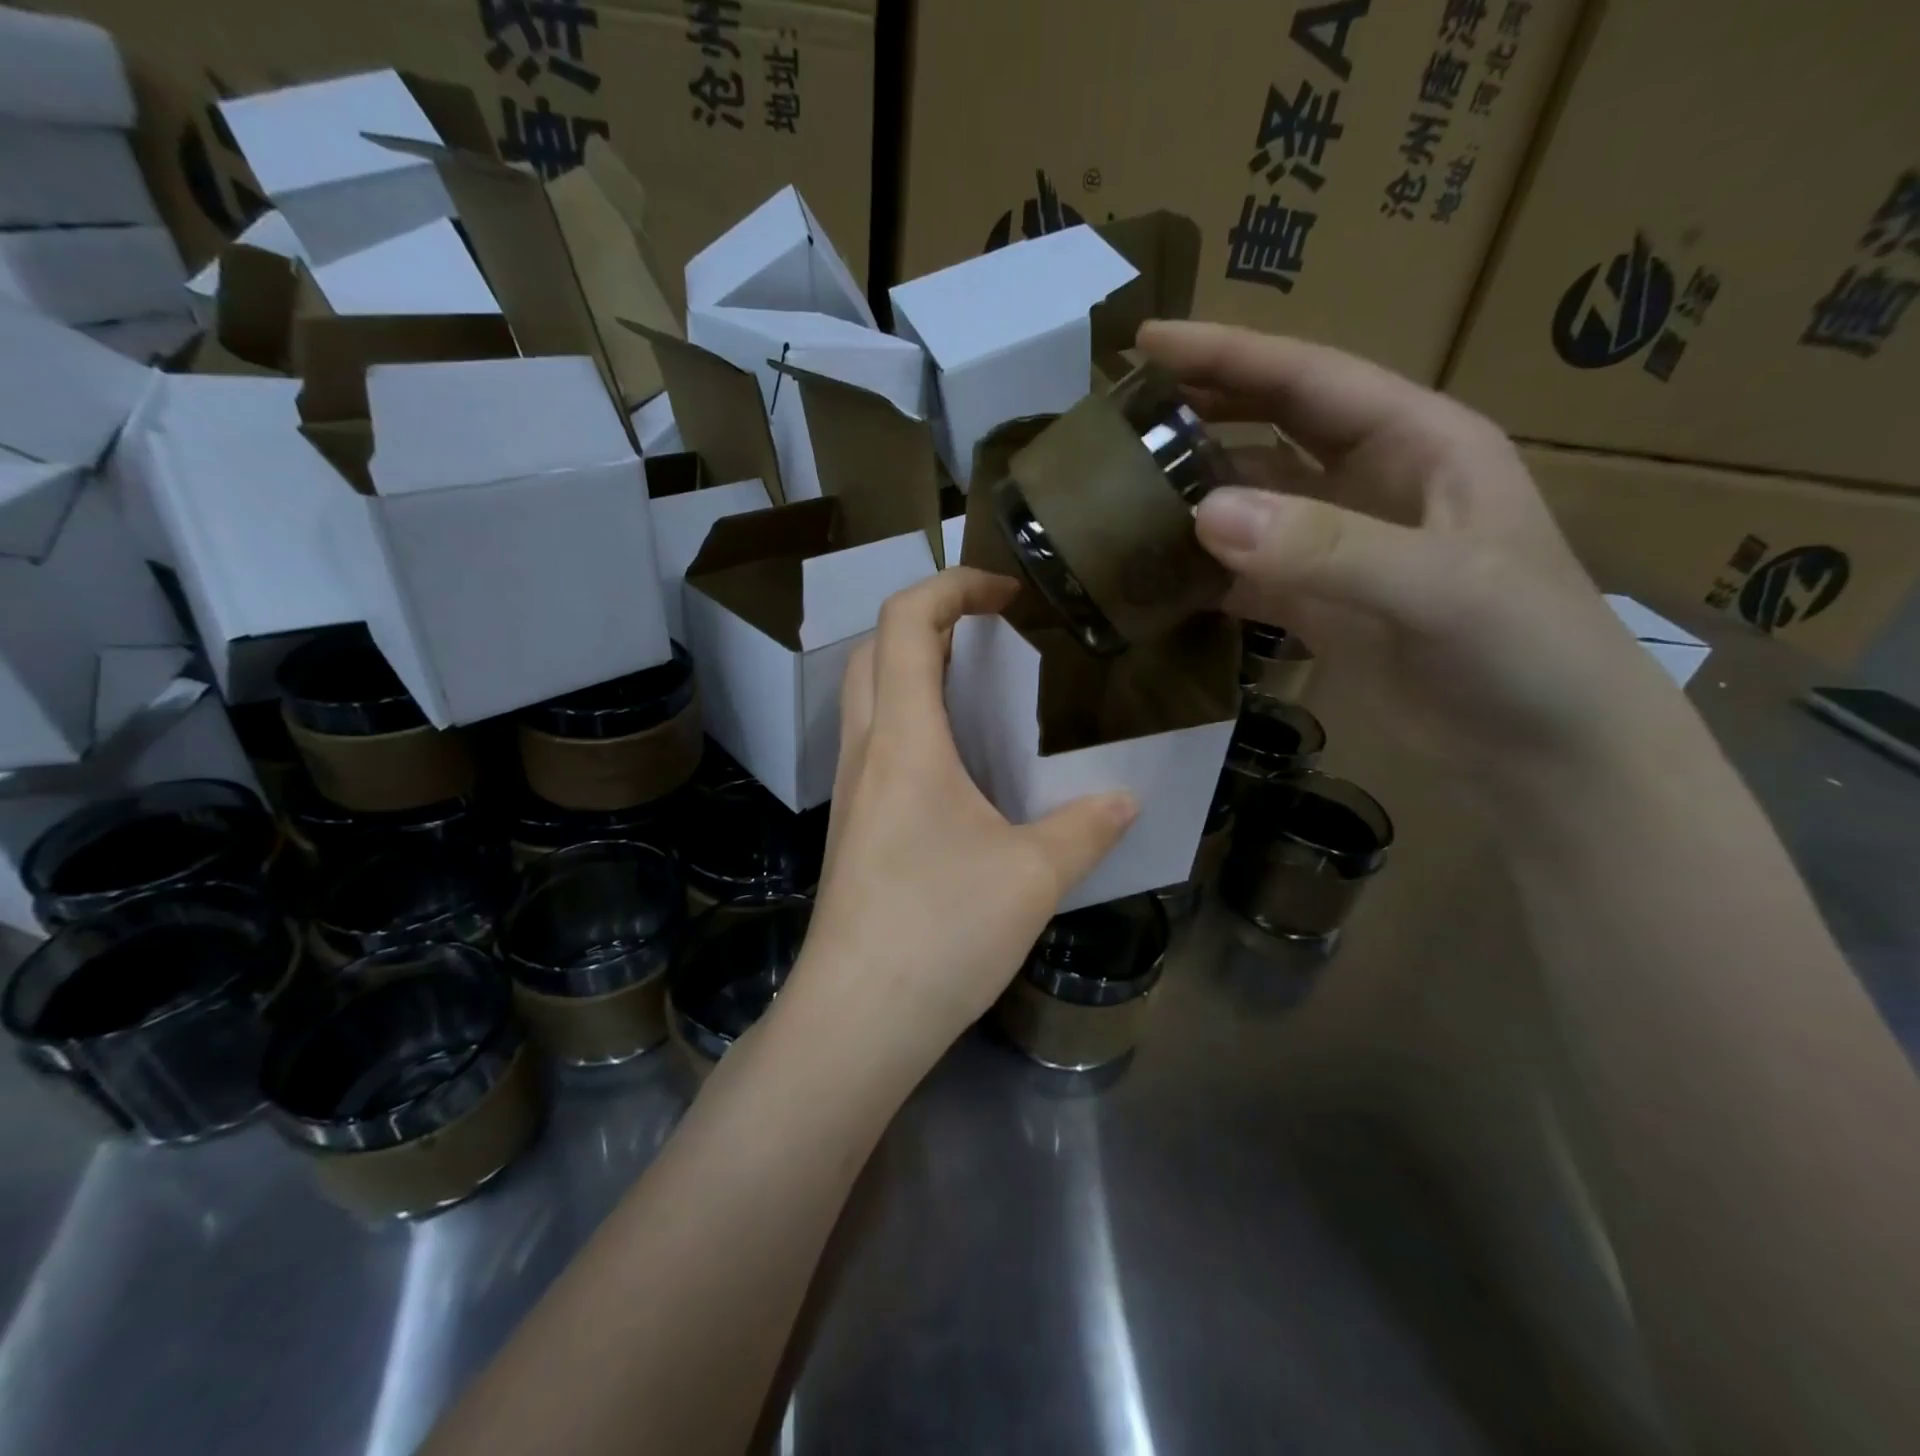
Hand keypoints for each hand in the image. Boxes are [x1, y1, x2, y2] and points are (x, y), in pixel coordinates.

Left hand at [789, 568, 1136, 1072]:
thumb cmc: (940, 931)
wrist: (857, 1018)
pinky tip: (960, 762)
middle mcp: (865, 750)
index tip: (1006, 593)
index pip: (905, 620)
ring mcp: (851, 789)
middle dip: (930, 619)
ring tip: (983, 686)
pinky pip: (875, 743)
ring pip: (868, 695)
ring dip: (916, 668)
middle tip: (993, 633)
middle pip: (875, 648)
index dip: (952, 585)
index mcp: (903, 738)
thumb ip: (1085, 828)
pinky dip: (912, 720)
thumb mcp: (1033, 876)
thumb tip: (1125, 800)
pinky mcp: (853, 826)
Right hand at [1138, 320, 1686, 781]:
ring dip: (1192, 495)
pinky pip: (1244, 573)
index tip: (1145, 341)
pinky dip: (1202, 571)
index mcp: (1418, 441)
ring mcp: (1340, 548)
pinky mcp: (1318, 605)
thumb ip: (1325, 548)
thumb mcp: (1441, 586)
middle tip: (1119, 412)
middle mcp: (1372, 483)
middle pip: (1270, 430)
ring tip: (1119, 491)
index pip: (1307, 380)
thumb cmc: (1525, 650)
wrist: (1544, 751)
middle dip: (1201, 411)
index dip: (1227, 355)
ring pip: (1250, 504)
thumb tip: (1203, 514)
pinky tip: (1155, 572)